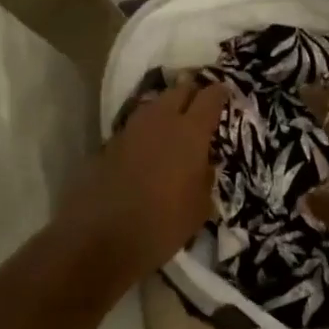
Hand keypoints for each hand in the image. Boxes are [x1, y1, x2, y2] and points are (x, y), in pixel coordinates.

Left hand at [70, 78, 228, 279]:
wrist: (102, 238)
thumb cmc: (163, 225)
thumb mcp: (200, 207)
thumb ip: (206, 176)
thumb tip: (204, 163)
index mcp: (191, 132)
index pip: (210, 97)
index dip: (220, 92)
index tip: (225, 93)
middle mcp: (162, 120)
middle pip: (180, 89)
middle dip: (192, 92)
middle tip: (200, 104)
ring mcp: (133, 128)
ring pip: (155, 103)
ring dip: (167, 107)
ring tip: (175, 123)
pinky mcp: (110, 142)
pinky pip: (137, 124)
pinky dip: (147, 128)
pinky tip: (150, 145)